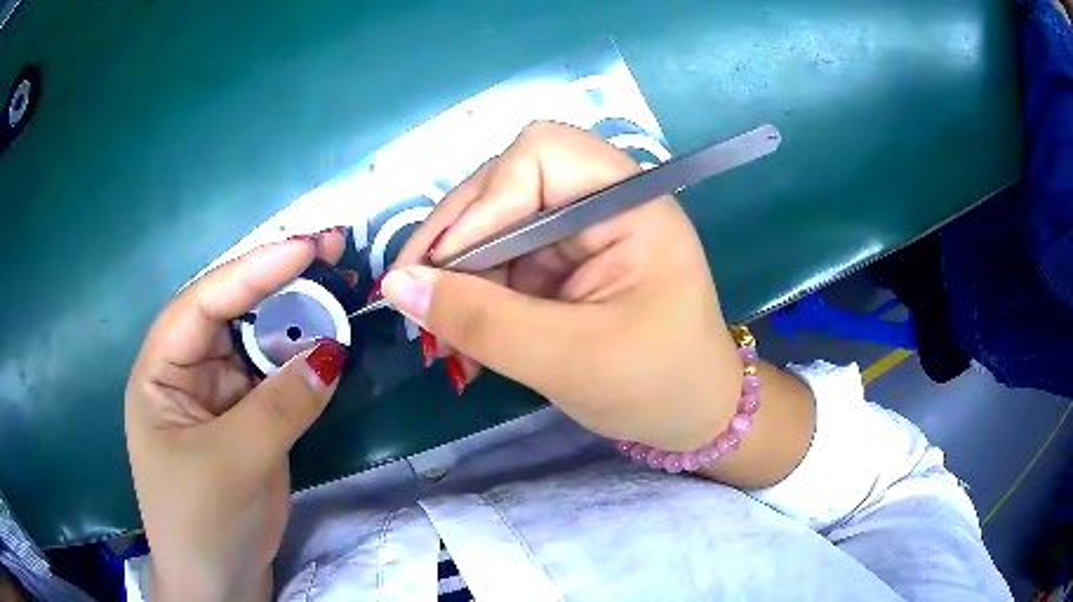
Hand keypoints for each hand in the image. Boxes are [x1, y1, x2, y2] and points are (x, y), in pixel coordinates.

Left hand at [125, 231, 347, 601]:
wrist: (219, 584)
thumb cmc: (203, 523)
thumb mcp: (235, 462)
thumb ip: (281, 405)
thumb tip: (332, 352)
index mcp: (160, 372)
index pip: (203, 303)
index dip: (252, 271)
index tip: (306, 248)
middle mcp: (187, 373)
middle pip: (231, 315)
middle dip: (277, 286)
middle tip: (330, 255)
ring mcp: (220, 397)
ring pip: (258, 346)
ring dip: (296, 324)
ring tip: (338, 295)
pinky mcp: (248, 421)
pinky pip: (277, 380)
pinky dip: (303, 364)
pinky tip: (328, 347)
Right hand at [384, 122, 742, 451]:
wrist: (692, 418)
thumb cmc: (656, 386)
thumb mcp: (568, 360)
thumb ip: (481, 320)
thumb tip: (397, 285)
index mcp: (631, 204)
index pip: (542, 154)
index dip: (484, 201)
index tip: (443, 266)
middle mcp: (604, 202)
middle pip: (507, 184)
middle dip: (457, 242)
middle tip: (418, 302)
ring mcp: (582, 232)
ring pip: (495, 225)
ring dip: (459, 277)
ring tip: (442, 338)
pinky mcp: (565, 262)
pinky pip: (503, 260)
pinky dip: (475, 296)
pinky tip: (464, 339)